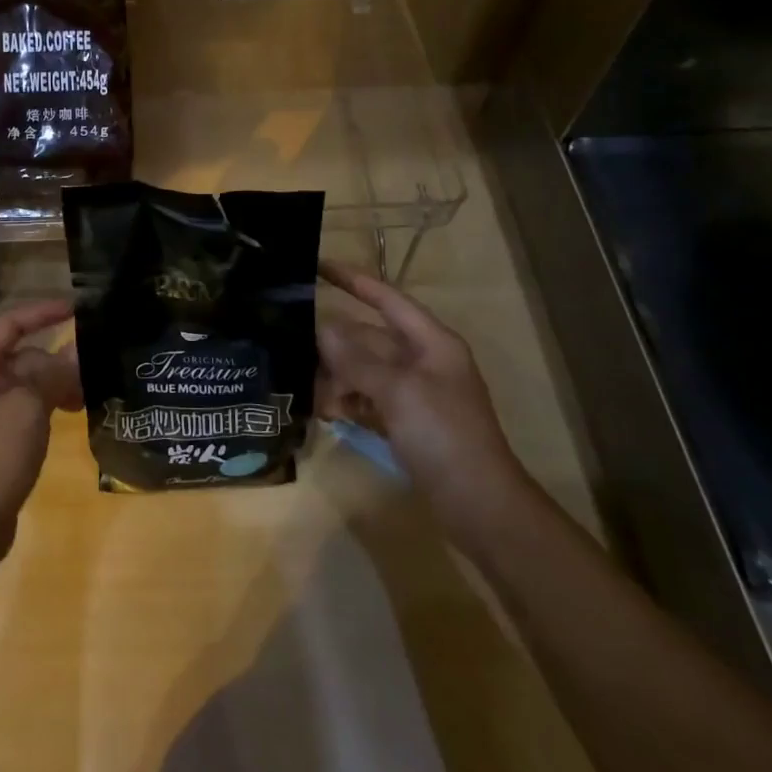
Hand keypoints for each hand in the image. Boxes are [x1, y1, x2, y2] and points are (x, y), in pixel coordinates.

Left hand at [0, 299, 79, 555]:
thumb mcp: (29, 407)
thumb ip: (55, 373)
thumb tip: (78, 351)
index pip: (11, 323)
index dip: (44, 311)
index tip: (79, 308)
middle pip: (23, 356)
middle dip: (58, 359)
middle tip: (96, 368)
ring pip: (28, 384)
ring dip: (57, 384)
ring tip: (89, 396)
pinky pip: (26, 408)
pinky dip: (49, 406)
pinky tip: (73, 415)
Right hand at [318, 261, 527, 525]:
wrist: (479, 505)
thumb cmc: (443, 435)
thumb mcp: (398, 391)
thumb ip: (358, 359)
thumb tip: (322, 327)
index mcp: (431, 342)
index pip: (387, 299)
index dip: (354, 281)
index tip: (317, 266)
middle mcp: (422, 361)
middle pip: (369, 338)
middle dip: (334, 344)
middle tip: (292, 345)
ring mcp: (414, 393)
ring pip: (364, 370)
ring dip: (337, 377)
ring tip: (310, 392)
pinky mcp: (405, 421)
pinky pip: (368, 398)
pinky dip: (348, 401)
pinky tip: (327, 413)